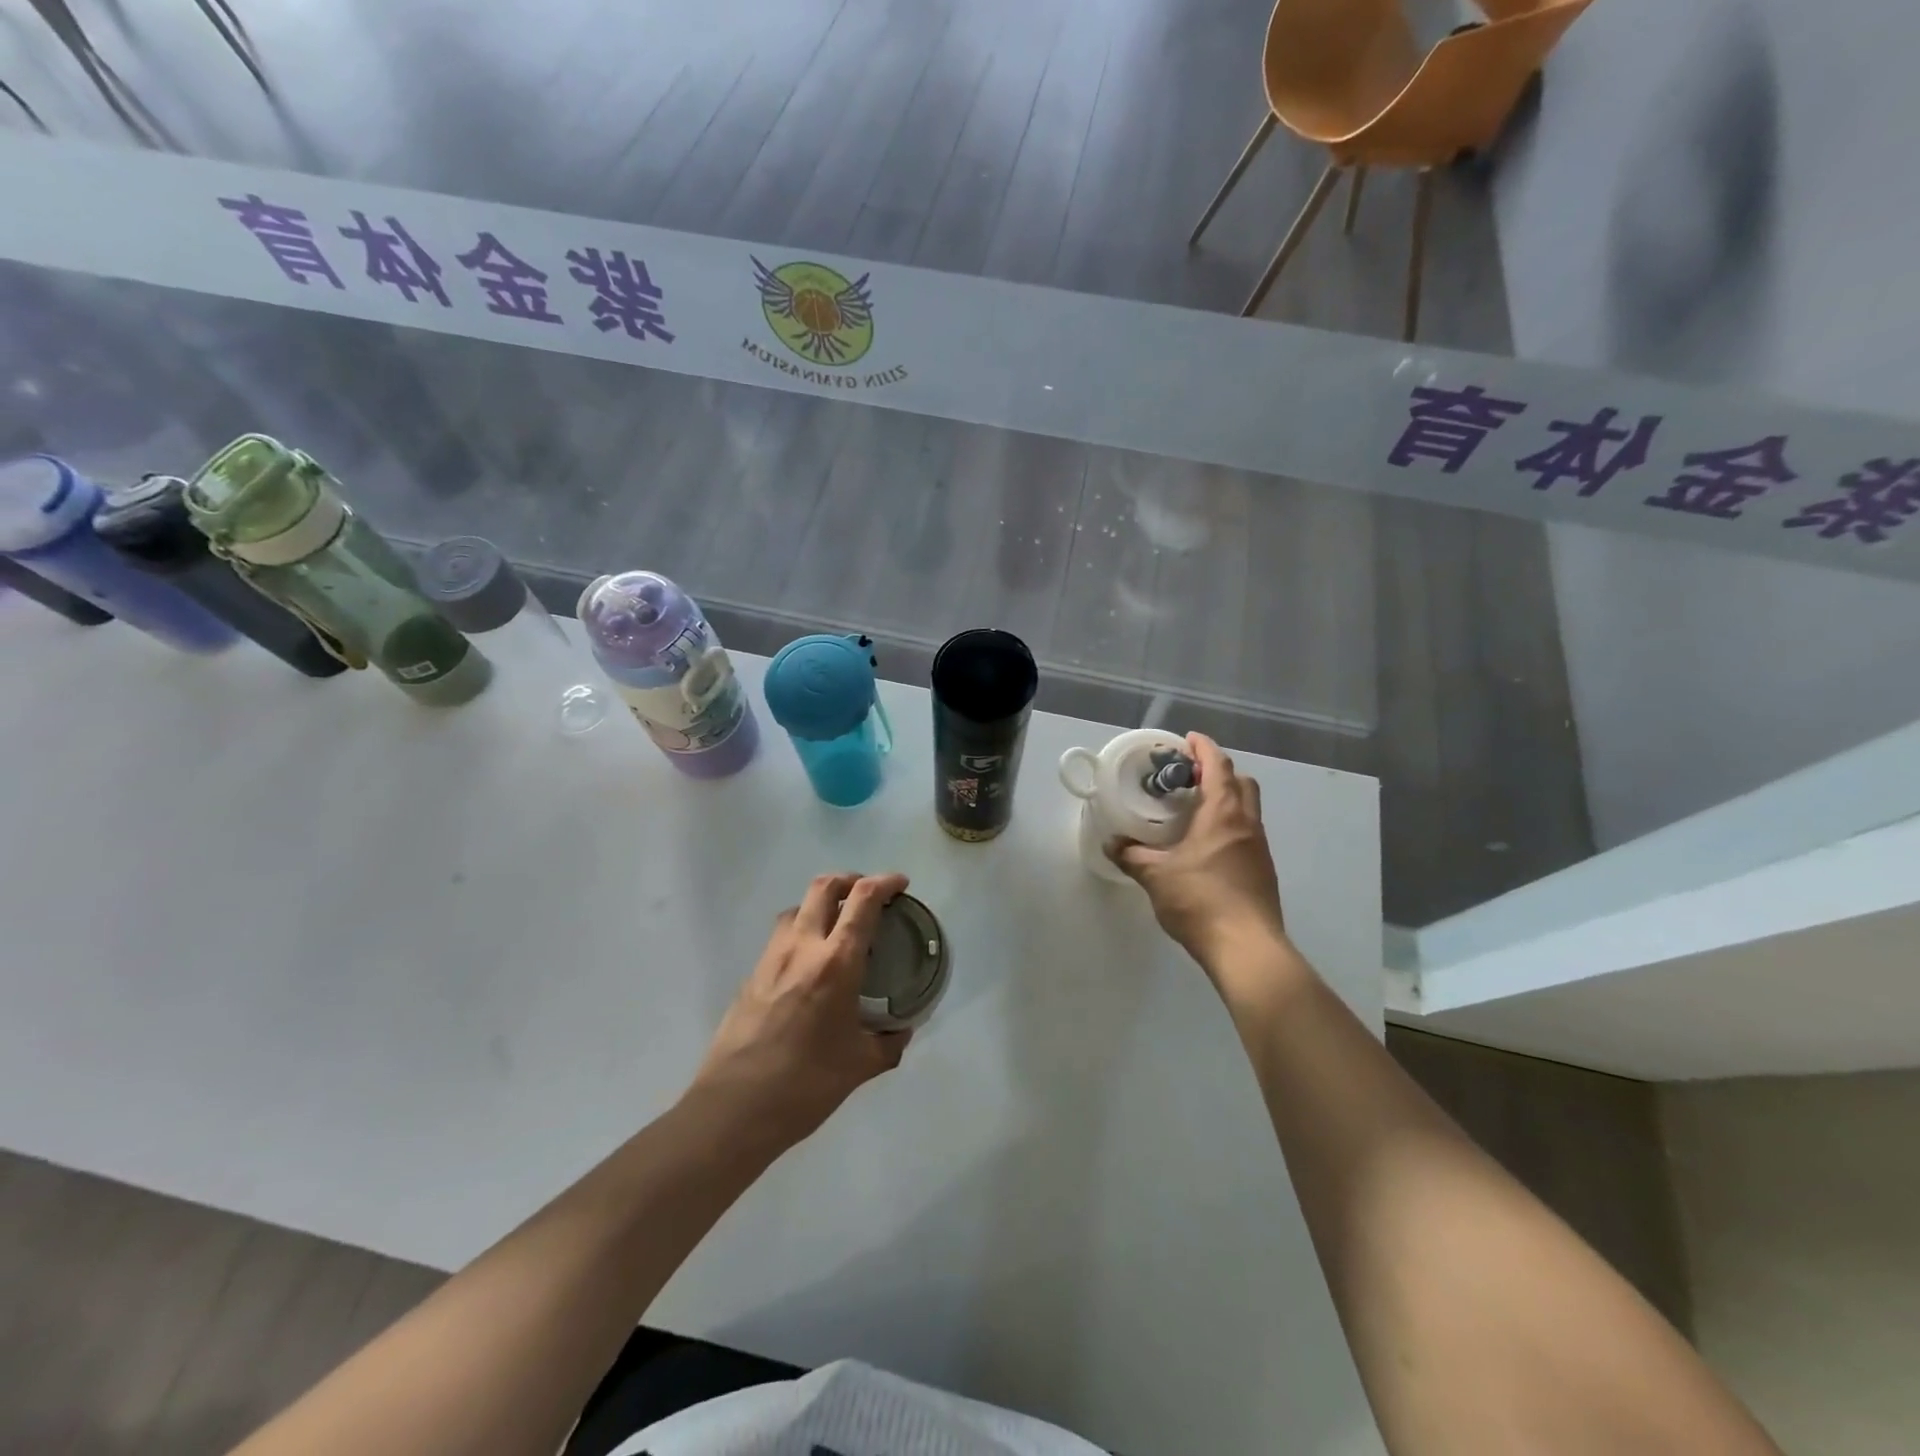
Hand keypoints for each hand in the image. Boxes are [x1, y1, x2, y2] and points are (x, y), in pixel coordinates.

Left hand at [688, 872, 911, 1148]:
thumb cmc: (805, 1084)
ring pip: (798, 907)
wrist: (734, 1108)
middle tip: (869, 896)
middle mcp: (802, 947)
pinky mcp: (752, 974)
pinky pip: (781, 935)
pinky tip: (810, 963)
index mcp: (836, 962)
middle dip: (851, 880)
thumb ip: (888, 1042)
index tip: (900, 885)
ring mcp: (771, 958)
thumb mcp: (860, 1065)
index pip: (862, 900)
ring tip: (839, 926)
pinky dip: (802, 930)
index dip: (885, 882)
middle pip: (824, 886)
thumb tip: (902, 1030)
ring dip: (822, 903)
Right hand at [1109, 734, 1286, 969]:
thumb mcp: (1156, 876)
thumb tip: (1110, 843)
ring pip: (1247, 809)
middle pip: (1241, 782)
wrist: (1247, 949)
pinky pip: (1246, 833)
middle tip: (1189, 777)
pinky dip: (1228, 826)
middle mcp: (1248, 824)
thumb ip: (1131, 856)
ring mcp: (1259, 849)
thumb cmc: (1201, 901)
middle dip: (1218, 772)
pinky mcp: (1262, 871)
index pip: (1219, 766)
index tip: (1187, 739)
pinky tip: (1205, 846)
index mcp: (1224, 814)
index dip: (1204, 748)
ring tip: (1193, 810)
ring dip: (1225, 800)